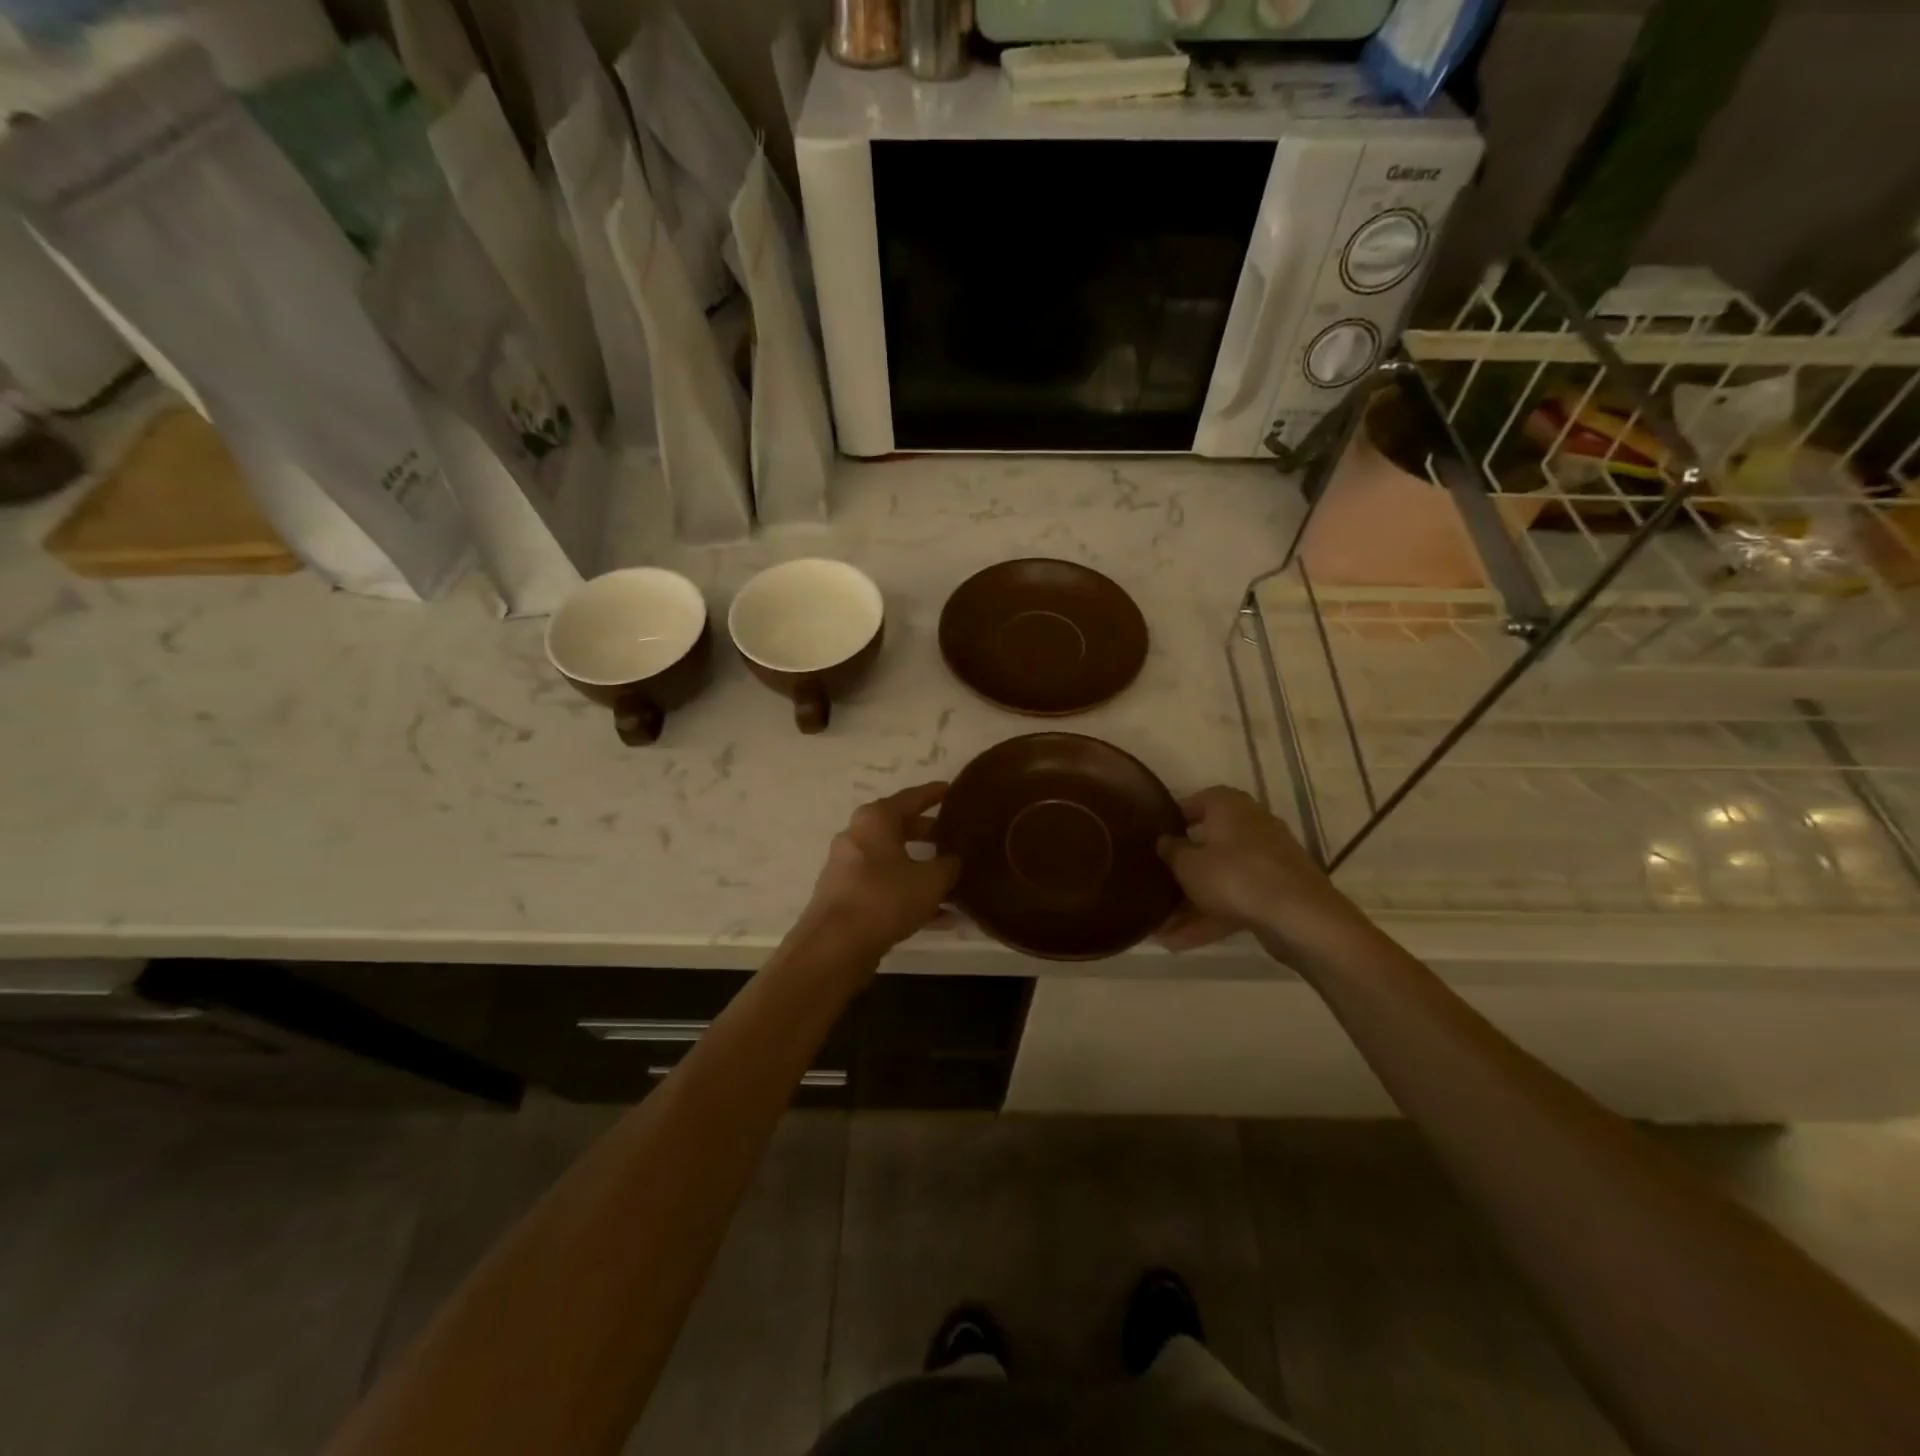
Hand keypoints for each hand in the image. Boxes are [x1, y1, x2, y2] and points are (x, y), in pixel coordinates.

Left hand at [803, 782, 959, 957]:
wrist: (834, 945)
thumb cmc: (885, 898)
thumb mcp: (931, 880)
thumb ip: (949, 865)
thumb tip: (954, 860)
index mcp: (876, 819)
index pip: (912, 797)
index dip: (935, 793)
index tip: (954, 790)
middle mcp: (858, 836)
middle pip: (900, 828)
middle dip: (930, 834)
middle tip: (956, 837)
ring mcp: (848, 868)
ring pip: (894, 861)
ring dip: (921, 870)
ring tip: (954, 881)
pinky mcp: (846, 897)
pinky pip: (885, 888)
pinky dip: (909, 895)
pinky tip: (940, 917)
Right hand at [1156, 786, 1351, 954]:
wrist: (1300, 917)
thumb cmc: (1235, 876)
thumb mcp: (1188, 864)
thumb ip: (1171, 850)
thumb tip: (1165, 840)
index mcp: (1229, 807)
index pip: (1197, 802)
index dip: (1174, 819)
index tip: (1155, 837)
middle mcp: (1251, 825)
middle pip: (1209, 843)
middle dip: (1182, 869)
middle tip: (1157, 883)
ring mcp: (1268, 860)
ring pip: (1222, 877)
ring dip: (1192, 902)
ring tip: (1161, 928)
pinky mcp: (1277, 891)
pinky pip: (1236, 899)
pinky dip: (1211, 917)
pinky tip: (1181, 942)